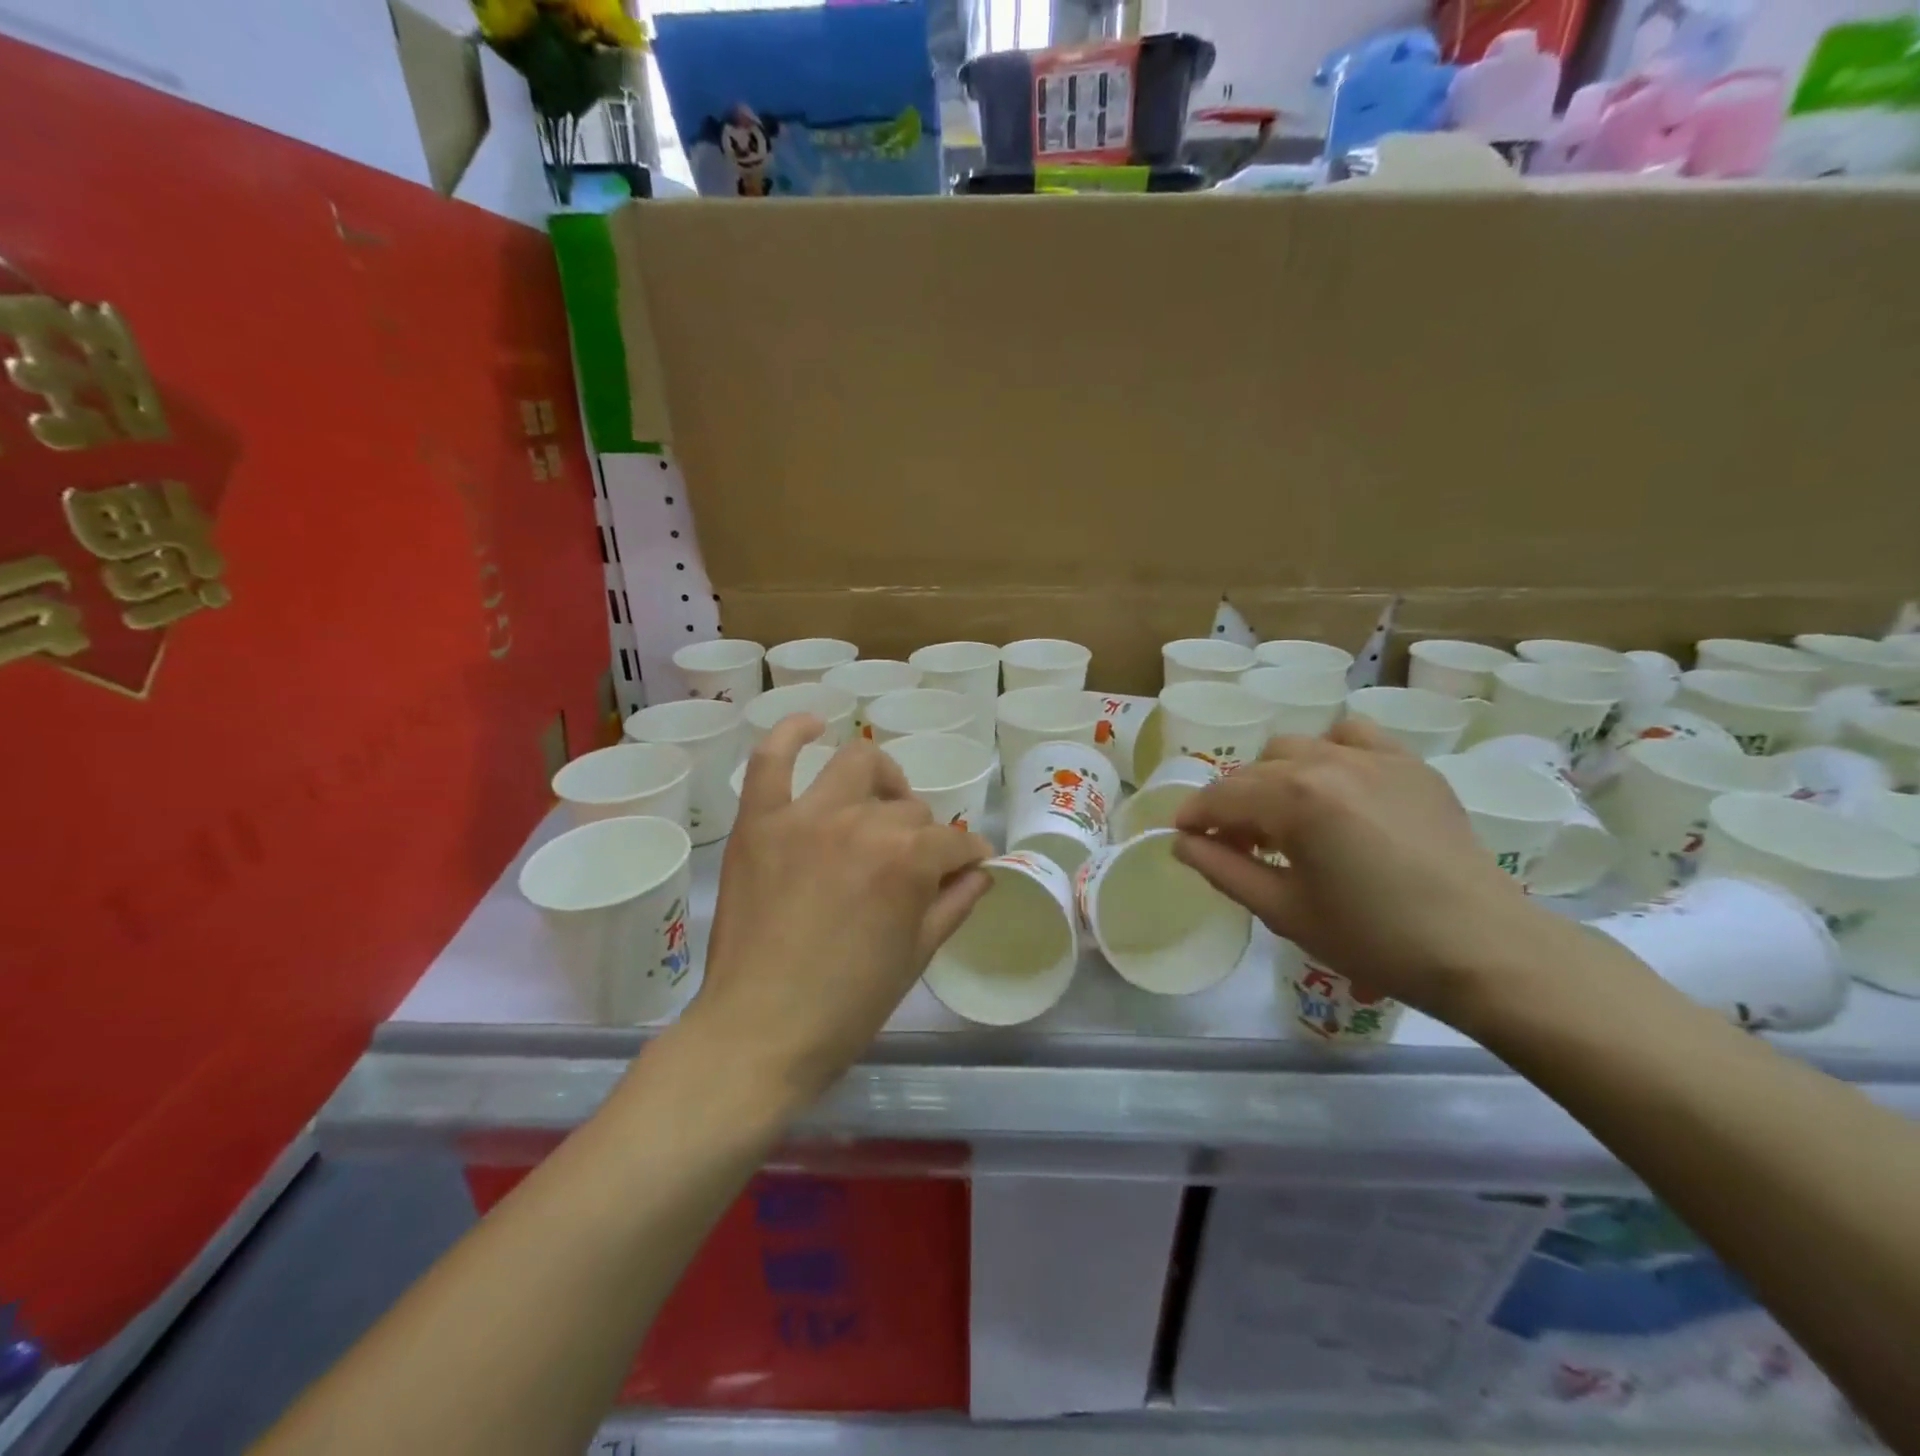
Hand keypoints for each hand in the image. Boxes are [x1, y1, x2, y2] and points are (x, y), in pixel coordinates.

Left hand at [685, 715, 993, 1104]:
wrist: (760, 1031)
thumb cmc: (847, 1005)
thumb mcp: (916, 956)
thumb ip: (954, 903)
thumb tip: (982, 872)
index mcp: (908, 860)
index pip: (954, 842)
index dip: (968, 857)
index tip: (968, 869)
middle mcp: (862, 823)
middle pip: (908, 808)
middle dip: (922, 834)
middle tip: (913, 862)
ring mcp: (806, 816)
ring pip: (857, 765)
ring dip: (879, 779)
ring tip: (879, 801)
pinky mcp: (760, 822)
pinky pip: (771, 759)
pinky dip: (792, 733)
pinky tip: (813, 723)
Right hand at [1173, 718, 1545, 1019]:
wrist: (1483, 949)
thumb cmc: (1374, 939)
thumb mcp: (1284, 911)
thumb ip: (1222, 870)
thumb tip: (1181, 844)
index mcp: (1294, 799)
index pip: (1221, 796)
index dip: (1194, 817)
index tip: (1183, 839)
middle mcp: (1328, 762)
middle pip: (1254, 771)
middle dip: (1232, 804)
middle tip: (1236, 845)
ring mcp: (1374, 757)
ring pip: (1295, 747)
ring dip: (1274, 777)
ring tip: (1285, 817)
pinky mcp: (1410, 764)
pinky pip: (1351, 736)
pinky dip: (1328, 753)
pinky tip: (1334, 787)